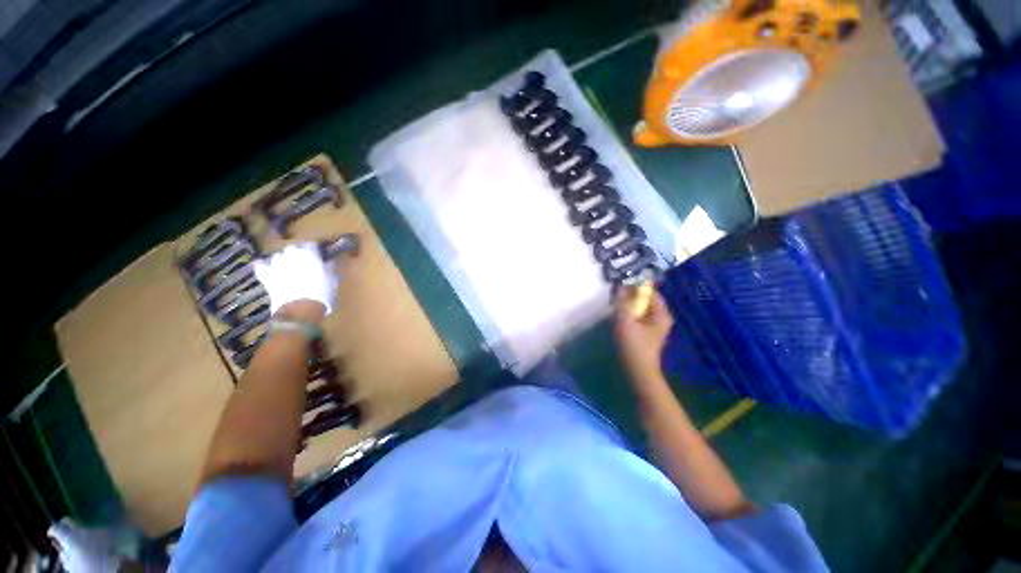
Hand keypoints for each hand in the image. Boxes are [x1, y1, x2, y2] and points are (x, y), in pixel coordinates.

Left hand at [254, 243, 338, 316]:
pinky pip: (261, 266)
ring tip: (289, 267)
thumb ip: (331, 268)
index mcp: (309, 254)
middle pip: (292, 248)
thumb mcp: (334, 280)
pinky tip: (265, 267)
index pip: (311, 245)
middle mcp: (291, 256)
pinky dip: (263, 266)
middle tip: (304, 261)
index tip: (319, 254)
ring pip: (277, 256)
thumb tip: (330, 262)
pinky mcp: (267, 276)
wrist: (301, 308)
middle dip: (297, 253)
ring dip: (283, 260)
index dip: (315, 249)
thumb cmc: (323, 293)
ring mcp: (277, 265)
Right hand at [614, 286, 673, 383]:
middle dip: (630, 295)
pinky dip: (628, 312)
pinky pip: (637, 315)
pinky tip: (618, 315)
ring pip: (640, 307)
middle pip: (645, 299)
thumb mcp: (625, 321)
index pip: (650, 291)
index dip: (635, 286)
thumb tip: (619, 287)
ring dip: (628, 304)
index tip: (620, 284)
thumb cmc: (634, 346)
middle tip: (615, 294)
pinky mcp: (645, 332)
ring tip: (615, 303)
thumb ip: (622, 303)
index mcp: (661, 313)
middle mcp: (660, 317)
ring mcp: (653, 325)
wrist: (638, 371)